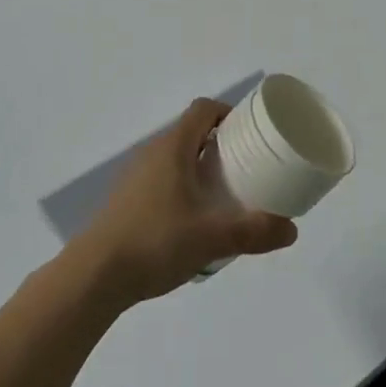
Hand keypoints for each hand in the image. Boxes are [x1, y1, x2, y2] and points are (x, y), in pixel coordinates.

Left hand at [75, 98, 297, 306]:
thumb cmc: (155, 242)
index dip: (228, 113)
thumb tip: (292, 230)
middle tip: (245, 166)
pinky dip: (181, 186)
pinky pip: (161, 179)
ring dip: (199, 167)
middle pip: (191, 132)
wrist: (93, 276)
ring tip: (223, 194)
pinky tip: (192, 220)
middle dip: (219, 144)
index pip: (203, 109)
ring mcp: (135, 176)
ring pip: (175, 157)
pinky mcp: (125, 200)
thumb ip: (253, 232)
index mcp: (173, 147)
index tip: (250, 133)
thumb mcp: (211, 238)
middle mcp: (152, 153)